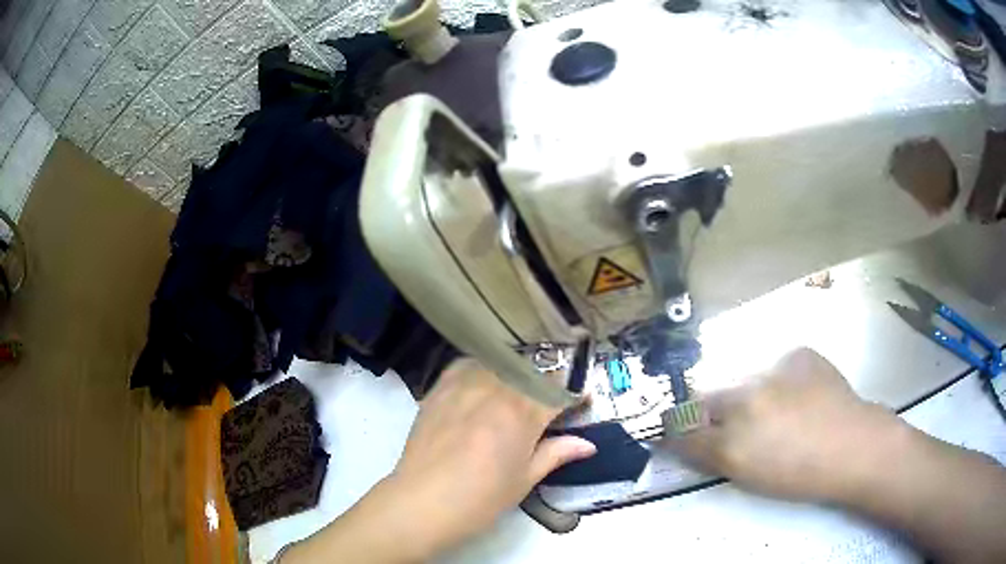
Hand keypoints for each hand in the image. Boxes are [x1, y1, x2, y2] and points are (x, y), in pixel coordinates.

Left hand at [285, 359, 596, 562]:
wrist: (422, 501)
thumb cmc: (481, 498)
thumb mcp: (524, 480)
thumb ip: (556, 453)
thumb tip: (588, 444)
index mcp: (522, 415)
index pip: (557, 391)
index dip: (573, 394)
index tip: (580, 399)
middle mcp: (495, 390)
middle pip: (530, 371)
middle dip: (547, 381)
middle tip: (549, 399)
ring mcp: (464, 385)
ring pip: (499, 363)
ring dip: (516, 372)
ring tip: (518, 388)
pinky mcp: (440, 388)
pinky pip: (467, 364)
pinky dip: (482, 367)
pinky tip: (484, 381)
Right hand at [669, 347, 898, 501]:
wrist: (853, 446)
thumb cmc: (799, 475)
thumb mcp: (747, 476)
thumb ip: (710, 454)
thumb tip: (684, 438)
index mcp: (733, 440)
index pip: (684, 428)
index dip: (676, 429)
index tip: (676, 431)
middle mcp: (747, 399)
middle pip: (706, 397)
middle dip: (708, 411)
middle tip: (732, 425)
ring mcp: (775, 370)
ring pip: (741, 379)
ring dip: (746, 395)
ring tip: (774, 412)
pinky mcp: (798, 354)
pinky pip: (775, 366)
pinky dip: (778, 380)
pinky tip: (798, 395)